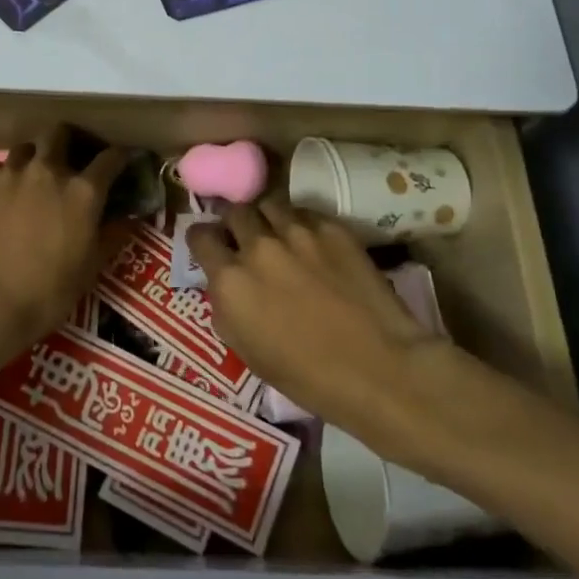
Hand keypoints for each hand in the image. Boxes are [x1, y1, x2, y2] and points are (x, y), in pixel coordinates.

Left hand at [0, 127, 130, 363]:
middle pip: (60, 133)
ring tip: (32, 179)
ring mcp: (9, 173)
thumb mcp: (91, 268)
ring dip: (34, 158)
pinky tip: (1, 199)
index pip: (110, 158)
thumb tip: (129, 218)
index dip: (119, 157)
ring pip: (25, 149)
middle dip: (69, 141)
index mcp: (82, 191)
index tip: (121, 161)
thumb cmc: (47, 292)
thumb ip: (112, 235)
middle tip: (70, 159)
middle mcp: (47, 170)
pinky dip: (4, 180)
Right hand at [188, 199, 443, 433]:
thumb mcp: (246, 350)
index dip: (203, 240)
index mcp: (231, 279)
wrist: (378, 368)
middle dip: (235, 223)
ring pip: (269, 203)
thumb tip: (223, 283)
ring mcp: (297, 232)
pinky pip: (304, 213)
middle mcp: (258, 246)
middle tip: (245, 238)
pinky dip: (300, 223)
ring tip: (277, 233)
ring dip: (266, 217)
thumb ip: (226, 306)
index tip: (211, 246)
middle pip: (235, 211)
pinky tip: (310, 242)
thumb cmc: (306, 375)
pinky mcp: (332, 228)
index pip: (200, 236)